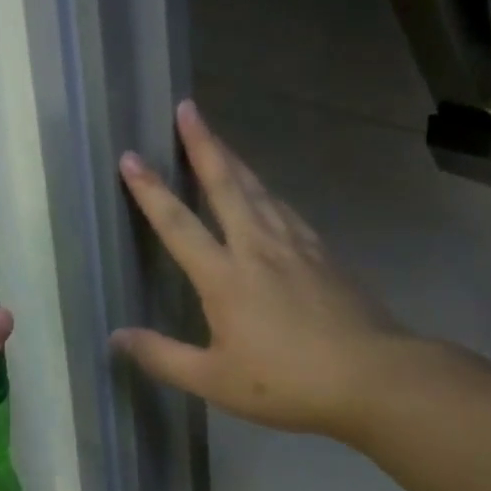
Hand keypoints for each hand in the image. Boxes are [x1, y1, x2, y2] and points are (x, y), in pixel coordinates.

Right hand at [111, 99, 411, 439]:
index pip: (178, 224)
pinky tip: (266, 191)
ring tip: (216, 138)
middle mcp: (257, 247)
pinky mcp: (322, 253)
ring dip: (232, 159)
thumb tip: (116, 337)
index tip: (130, 157)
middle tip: (187, 108)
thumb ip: (163, 357)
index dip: (150, 190)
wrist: (375, 377)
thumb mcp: (215, 381)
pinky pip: (284, 209)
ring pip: (258, 189)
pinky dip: (266, 190)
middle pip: (225, 184)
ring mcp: (295, 245)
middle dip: (203, 144)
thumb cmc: (288, 382)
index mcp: (225, 276)